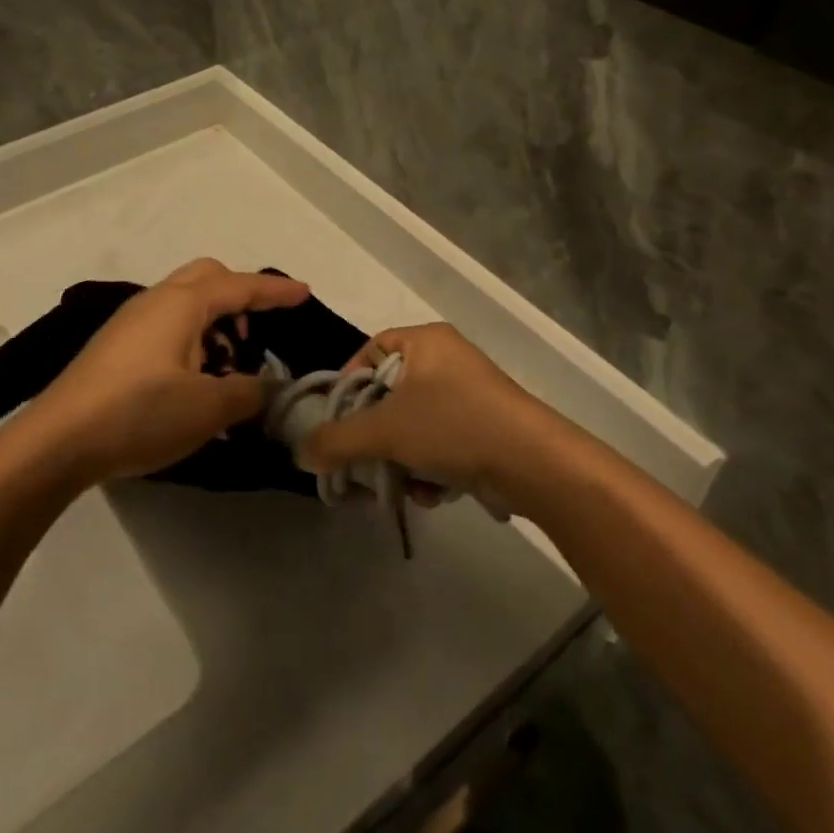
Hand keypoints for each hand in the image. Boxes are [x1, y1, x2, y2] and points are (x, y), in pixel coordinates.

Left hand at [20, 259, 309, 485]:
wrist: (57, 441)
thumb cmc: (140, 413)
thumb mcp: (208, 407)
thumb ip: (250, 391)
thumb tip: (270, 385)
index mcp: (182, 303)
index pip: (240, 285)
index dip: (275, 291)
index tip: (305, 293)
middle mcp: (155, 301)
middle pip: (207, 278)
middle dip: (239, 297)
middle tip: (258, 332)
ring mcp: (129, 323)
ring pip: (184, 304)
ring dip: (214, 323)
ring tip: (228, 366)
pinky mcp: (114, 348)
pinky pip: (166, 326)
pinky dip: (191, 340)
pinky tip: (193, 381)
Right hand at [297, 324, 551, 500]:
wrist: (533, 463)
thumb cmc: (452, 425)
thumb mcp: (385, 430)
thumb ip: (337, 440)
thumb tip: (300, 453)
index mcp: (425, 340)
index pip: (370, 350)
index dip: (347, 382)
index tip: (336, 417)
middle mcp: (447, 359)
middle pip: (390, 393)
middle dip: (374, 433)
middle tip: (359, 458)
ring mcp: (470, 393)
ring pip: (414, 423)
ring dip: (401, 457)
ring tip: (398, 484)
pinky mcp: (486, 426)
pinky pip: (441, 440)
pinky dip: (430, 466)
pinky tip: (431, 492)